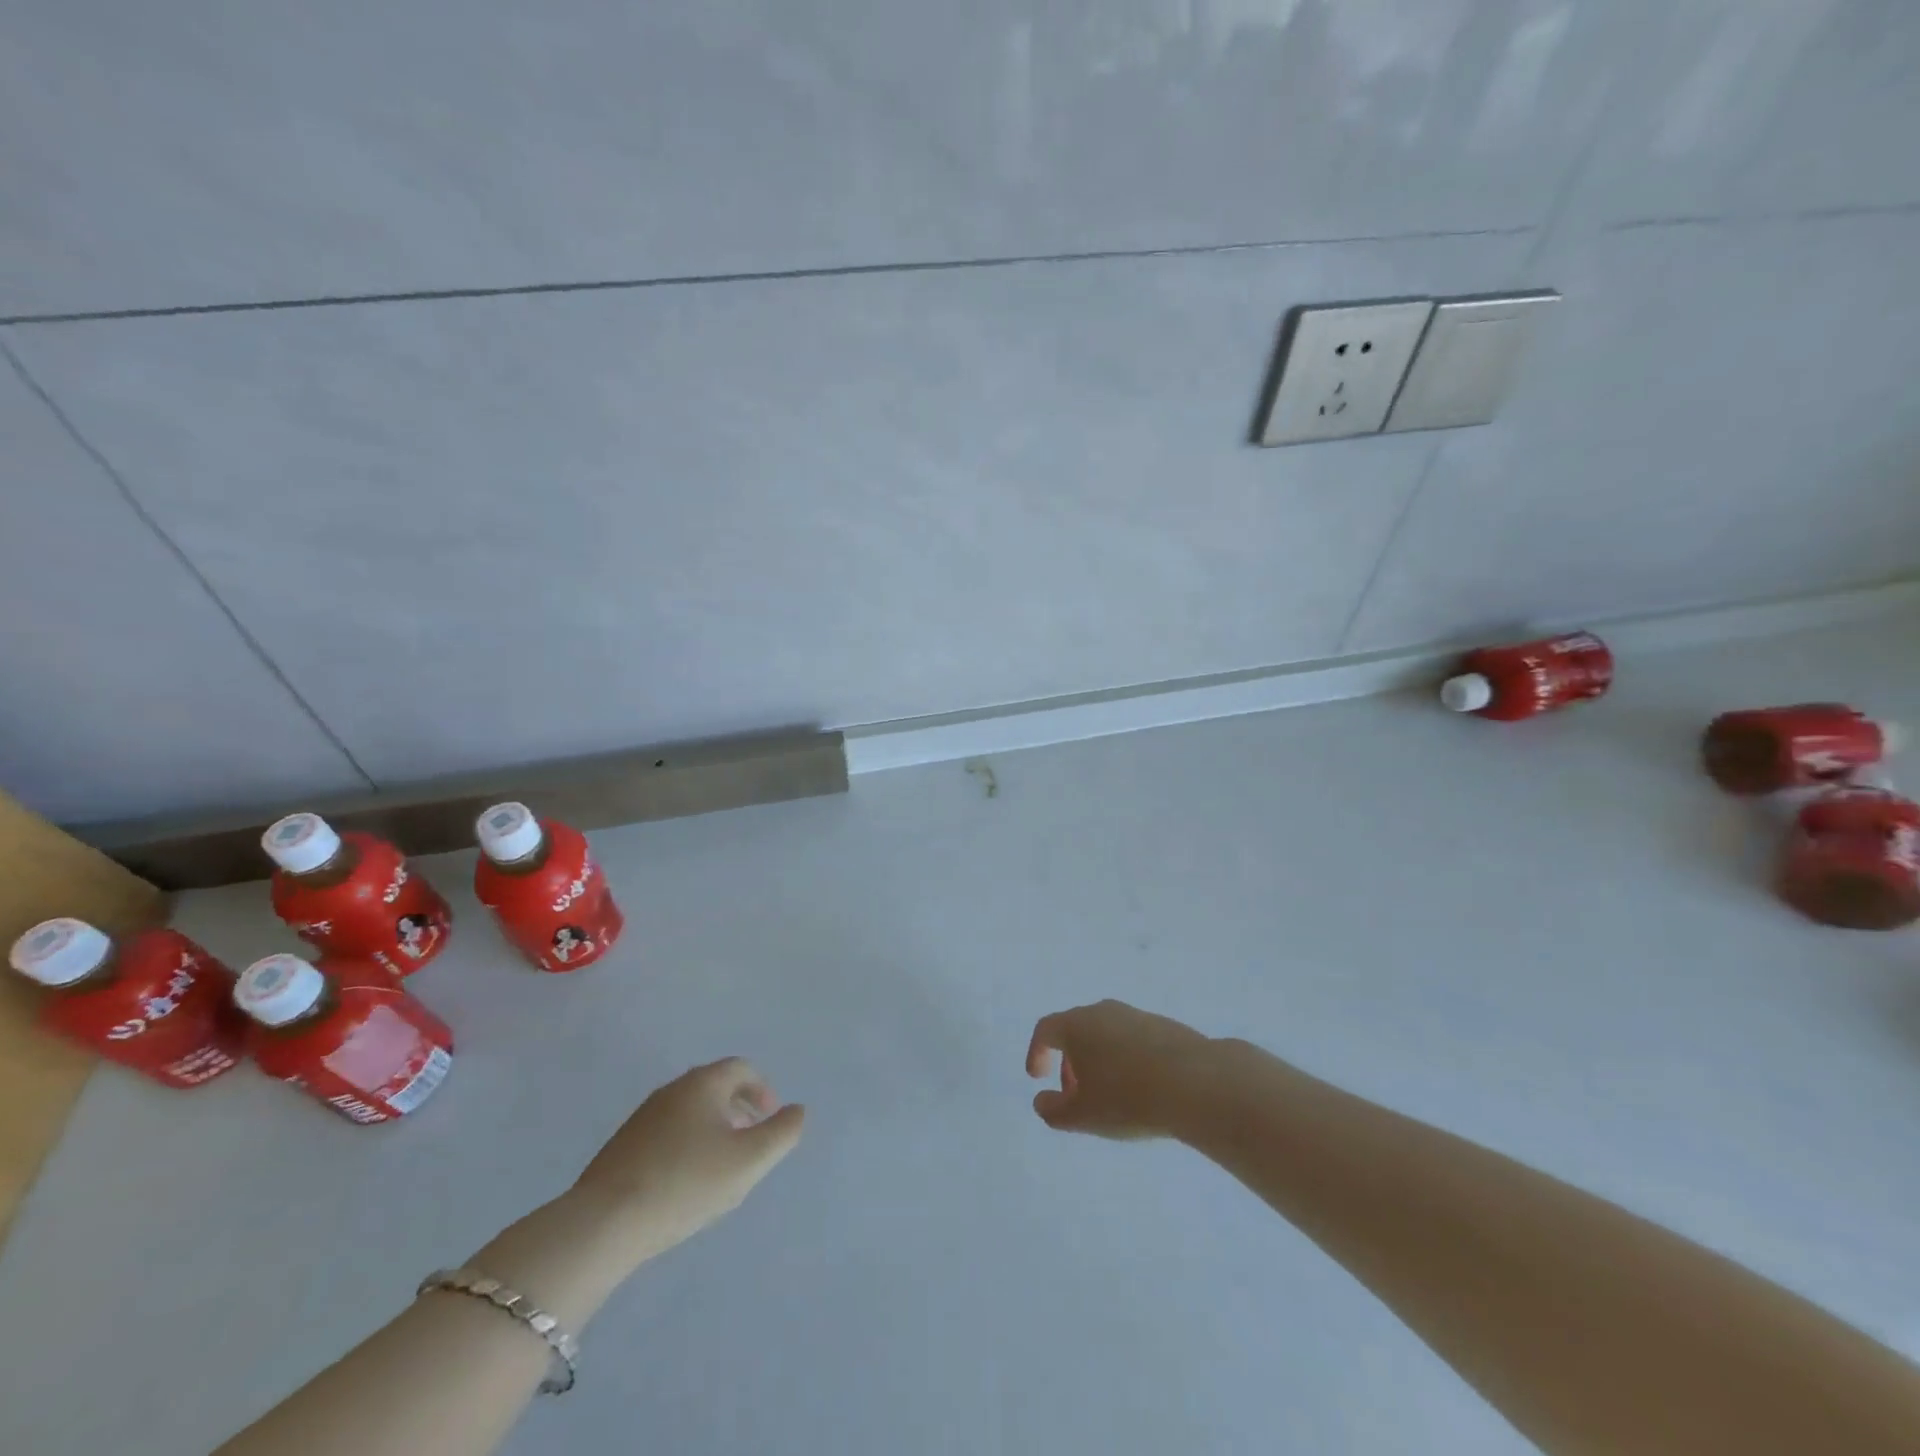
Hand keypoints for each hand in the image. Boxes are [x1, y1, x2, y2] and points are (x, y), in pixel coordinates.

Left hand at [570, 1057, 804, 1262]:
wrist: (603, 1223)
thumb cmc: (686, 1183)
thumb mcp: (749, 1161)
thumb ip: (782, 1133)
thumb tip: (797, 1111)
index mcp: (703, 1083)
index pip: (741, 1068)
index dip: (763, 1089)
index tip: (771, 1118)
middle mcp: (672, 1089)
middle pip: (715, 1086)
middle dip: (739, 1107)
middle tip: (752, 1139)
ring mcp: (643, 1117)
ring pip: (690, 1110)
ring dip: (713, 1126)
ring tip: (722, 1164)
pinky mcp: (622, 1145)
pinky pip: (667, 1132)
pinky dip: (687, 1143)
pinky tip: (686, 1181)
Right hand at [1025, 999, 1214, 1139]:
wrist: (1195, 1083)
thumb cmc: (1127, 1098)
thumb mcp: (1082, 1116)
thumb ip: (1053, 1111)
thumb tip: (1041, 1101)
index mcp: (1077, 1025)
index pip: (1046, 1030)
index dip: (1037, 1052)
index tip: (1038, 1077)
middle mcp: (1104, 1011)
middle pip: (1077, 1030)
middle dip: (1070, 1062)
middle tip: (1075, 1095)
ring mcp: (1137, 1016)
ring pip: (1107, 1035)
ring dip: (1099, 1062)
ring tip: (1110, 1097)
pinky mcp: (1165, 1027)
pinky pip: (1134, 1041)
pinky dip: (1126, 1061)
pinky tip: (1142, 1091)